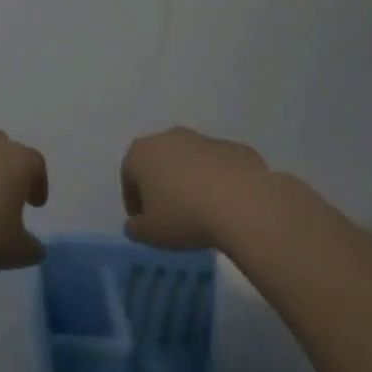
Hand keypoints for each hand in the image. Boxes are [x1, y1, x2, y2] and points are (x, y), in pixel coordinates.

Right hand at [121, 127, 269, 250]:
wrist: (243, 204)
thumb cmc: (184, 216)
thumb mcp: (150, 233)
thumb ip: (135, 228)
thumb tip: (136, 224)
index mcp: (142, 153)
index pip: (129, 176)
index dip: (133, 200)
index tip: (143, 220)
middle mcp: (170, 137)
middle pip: (159, 162)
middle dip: (160, 184)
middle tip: (168, 213)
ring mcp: (205, 139)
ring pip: (189, 161)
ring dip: (189, 180)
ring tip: (199, 209)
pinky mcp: (235, 147)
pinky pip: (218, 166)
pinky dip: (217, 181)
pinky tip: (224, 204)